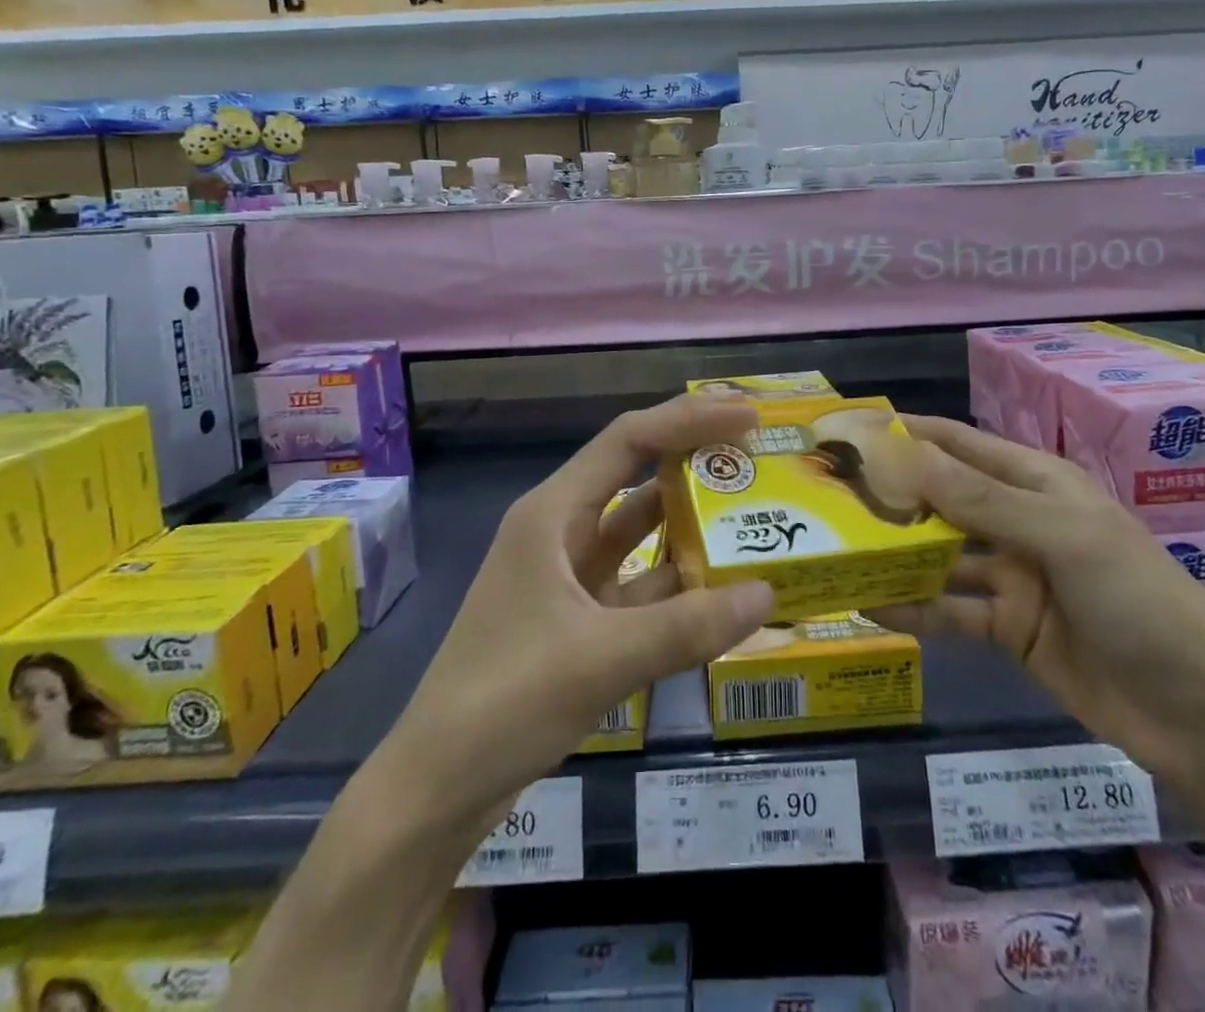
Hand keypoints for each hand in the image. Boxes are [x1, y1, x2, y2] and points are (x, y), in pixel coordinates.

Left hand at [371, 395, 776, 831]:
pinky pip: (640, 586)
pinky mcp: (579, 620)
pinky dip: (679, 584)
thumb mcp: (600, 659)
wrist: (437, 789)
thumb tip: (767, 594)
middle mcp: (561, 532)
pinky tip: (725, 590)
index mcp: (553, 514)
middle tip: (759, 456)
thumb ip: (686, 627)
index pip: (628, 440)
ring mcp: (569, 577)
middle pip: (636, 476)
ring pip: (641, 534)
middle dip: (695, 461)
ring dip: (691, 524)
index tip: (748, 416)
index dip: (689, 419)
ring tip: (755, 514)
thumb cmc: (504, 702)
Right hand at [872, 415, 1204, 790]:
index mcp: (1035, 482)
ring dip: (894, 552)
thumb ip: (981, 500)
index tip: (851, 431)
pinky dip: (913, 608)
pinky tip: (868, 605)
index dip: (908, 433)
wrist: (1202, 716)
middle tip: (827, 495)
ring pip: (939, 555)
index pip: (959, 443)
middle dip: (890, 494)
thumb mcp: (1062, 536)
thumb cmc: (1139, 600)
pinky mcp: (1007, 628)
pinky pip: (950, 610)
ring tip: (836, 548)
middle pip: (941, 499)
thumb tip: (905, 455)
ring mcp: (1011, 576)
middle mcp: (1017, 520)